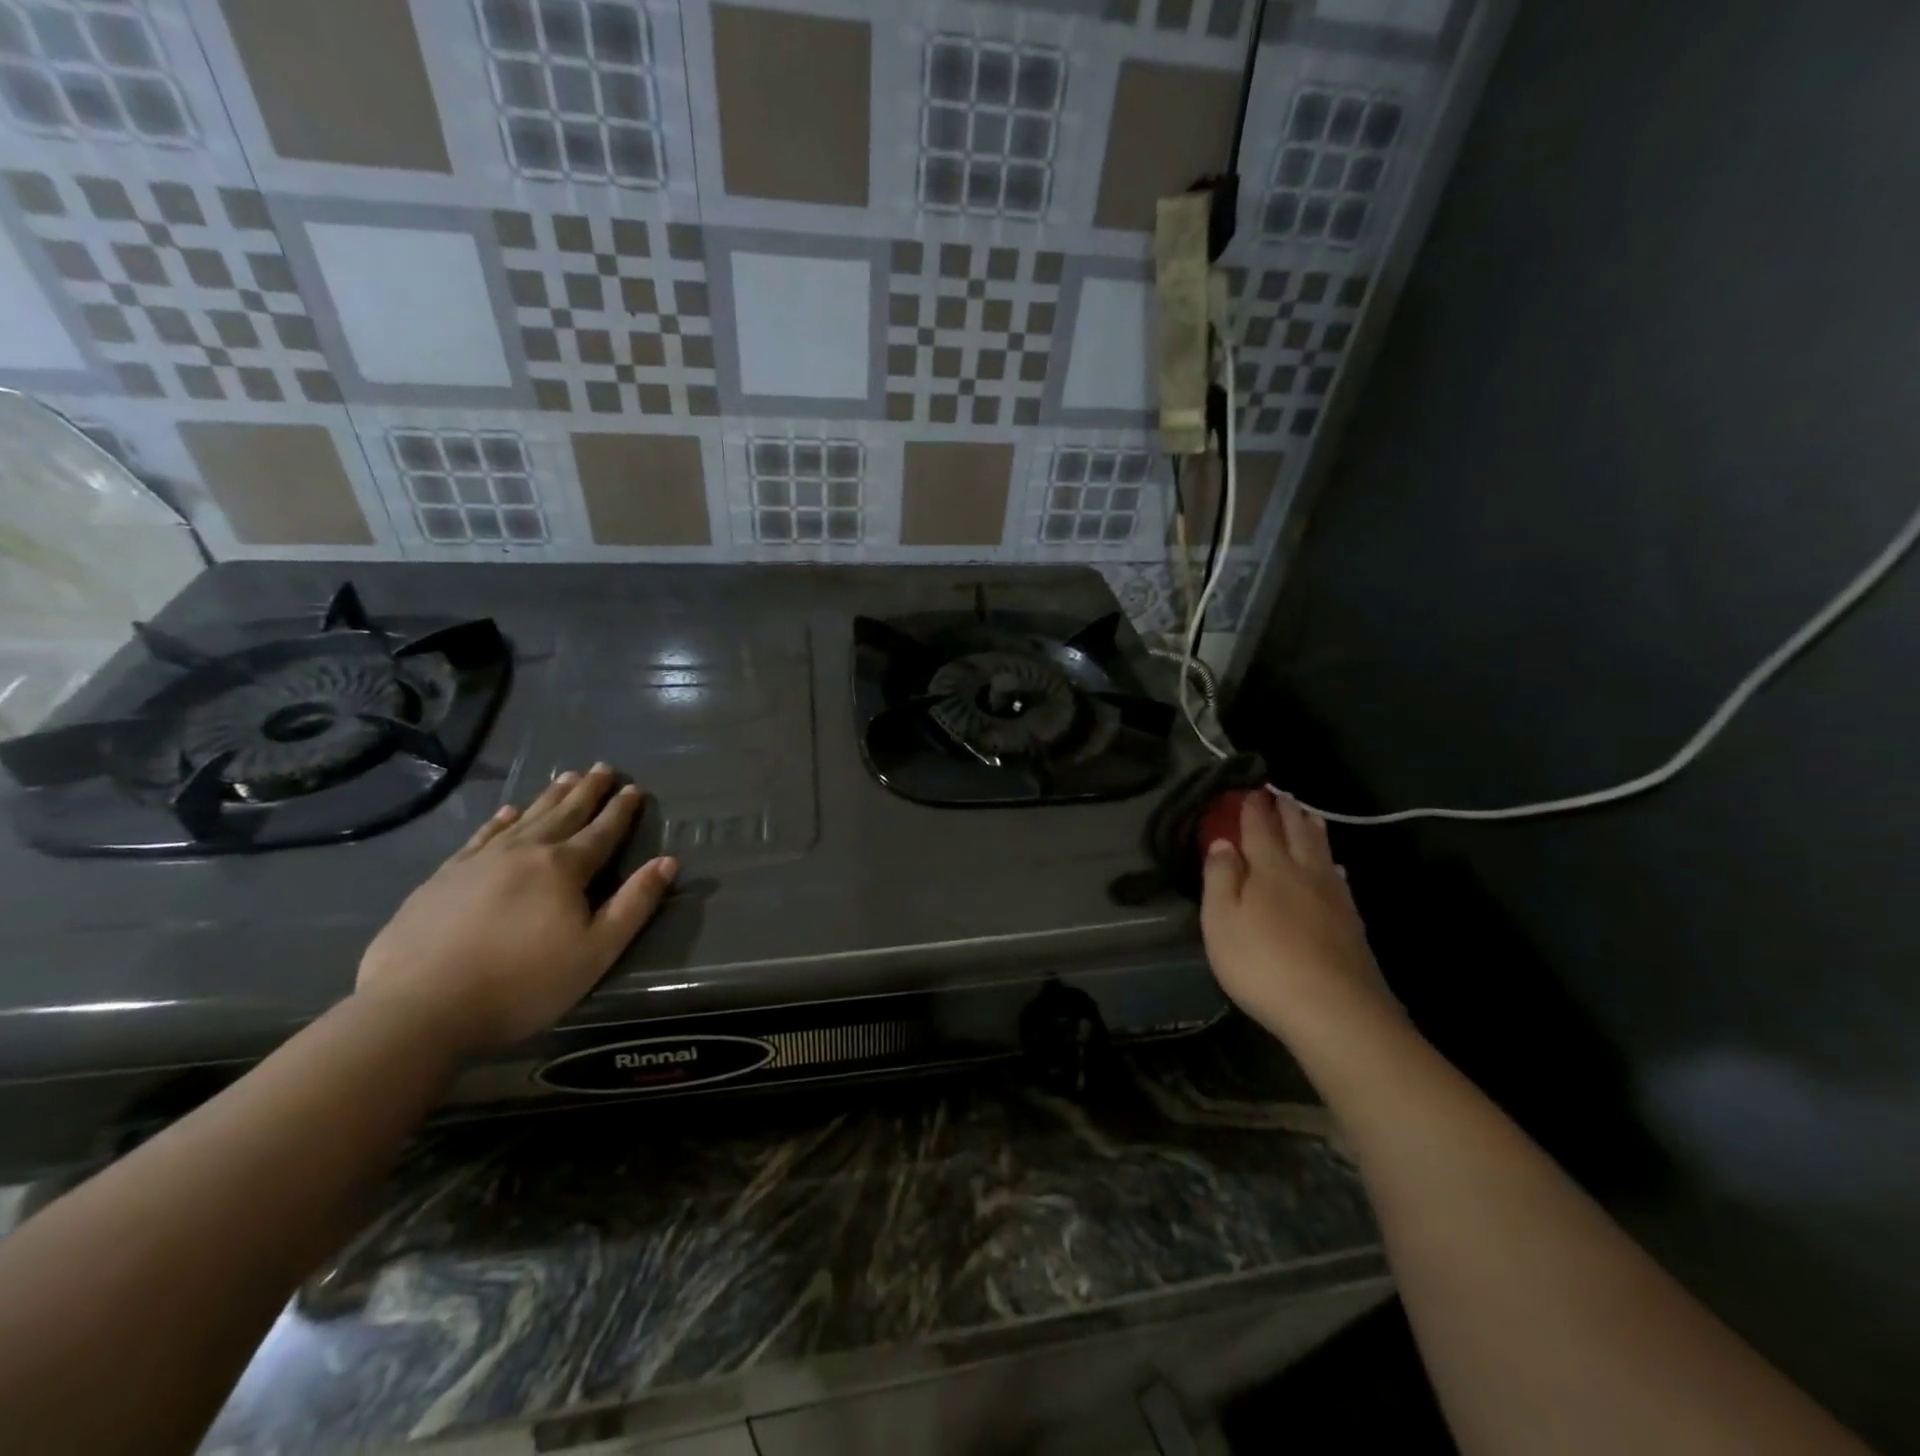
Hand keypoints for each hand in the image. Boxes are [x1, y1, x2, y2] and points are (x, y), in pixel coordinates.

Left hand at [355, 765, 677, 1055]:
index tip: (633, 788)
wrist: (419, 1006)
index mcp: (564, 868)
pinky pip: (482, 836)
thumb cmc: (522, 983)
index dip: (621, 810)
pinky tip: (507, 812)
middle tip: (602, 768)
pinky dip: (500, 820)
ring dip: (549, 797)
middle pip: (564, 814)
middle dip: (587, 791)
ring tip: (566, 777)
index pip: (602, 831)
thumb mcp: (596, 951)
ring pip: (525, 817)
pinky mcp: (444, 877)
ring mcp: (480, 861)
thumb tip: (668, 861)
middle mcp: (525, 852)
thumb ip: (634, 903)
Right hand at [1200, 790, 1393, 1047]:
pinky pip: (1338, 878)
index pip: (1259, 827)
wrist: (1334, 1010)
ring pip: (1321, 850)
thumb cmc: (1262, 963)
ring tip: (1306, 813)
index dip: (1252, 807)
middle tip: (1278, 794)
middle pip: (1295, 831)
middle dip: (1285, 810)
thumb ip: (1220, 877)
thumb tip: (1222, 842)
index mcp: (1269, 868)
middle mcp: (1303, 872)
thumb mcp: (1221, 921)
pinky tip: (1333, 868)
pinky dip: (1331, 863)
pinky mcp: (1351, 922)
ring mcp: (1333, 896)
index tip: (1249, 789)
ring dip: (1311, 828)